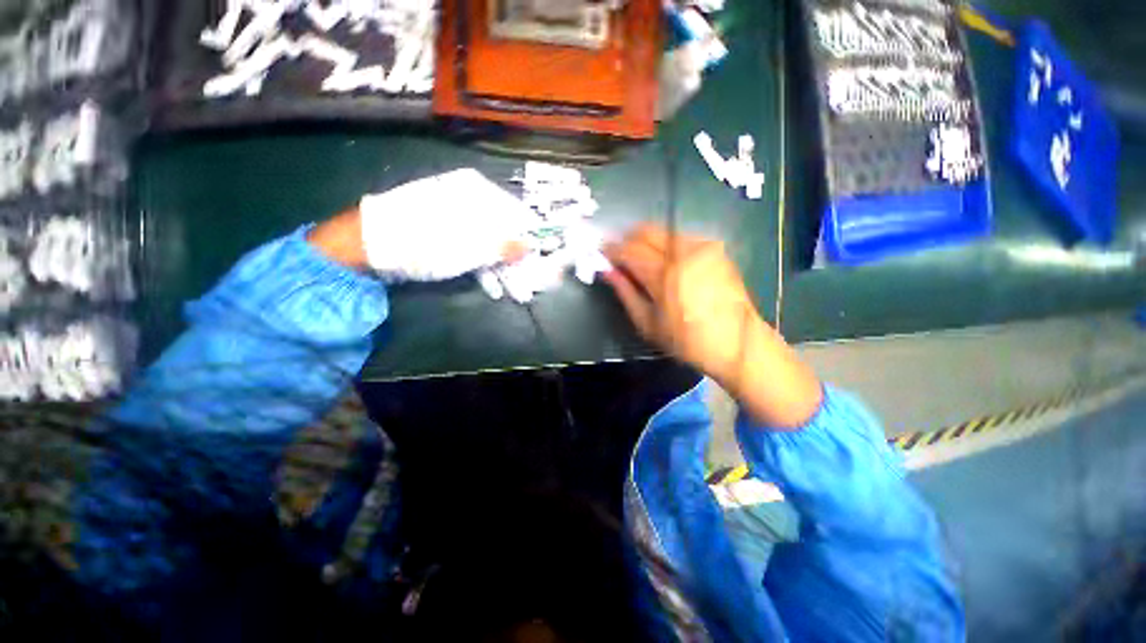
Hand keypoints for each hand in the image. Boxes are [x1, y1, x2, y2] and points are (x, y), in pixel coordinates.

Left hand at [357, 168, 533, 281]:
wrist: (368, 245)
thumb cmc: (425, 241)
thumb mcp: (470, 247)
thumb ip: (505, 245)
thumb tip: (532, 245)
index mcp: (478, 192)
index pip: (518, 214)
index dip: (532, 239)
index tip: (543, 260)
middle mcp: (469, 200)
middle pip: (504, 232)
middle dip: (518, 261)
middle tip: (530, 283)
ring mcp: (456, 217)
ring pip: (489, 243)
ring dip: (503, 270)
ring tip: (516, 293)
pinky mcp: (445, 233)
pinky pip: (472, 248)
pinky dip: (483, 267)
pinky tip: (492, 286)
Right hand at [603, 224, 821, 427]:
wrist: (736, 343)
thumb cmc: (686, 340)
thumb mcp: (647, 323)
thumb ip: (625, 291)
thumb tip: (607, 270)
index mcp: (665, 275)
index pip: (629, 250)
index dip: (611, 249)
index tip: (601, 253)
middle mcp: (684, 252)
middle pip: (646, 230)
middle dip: (627, 238)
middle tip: (619, 254)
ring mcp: (703, 247)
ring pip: (664, 231)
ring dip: (646, 240)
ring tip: (640, 259)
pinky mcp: (715, 249)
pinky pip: (681, 237)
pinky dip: (666, 244)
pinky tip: (665, 261)